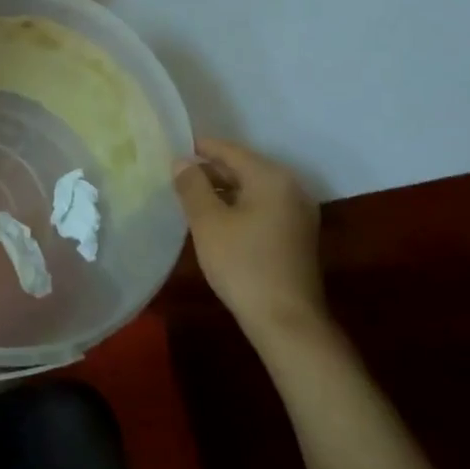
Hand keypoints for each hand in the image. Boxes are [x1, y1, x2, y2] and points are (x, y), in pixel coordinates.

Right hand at [174, 138, 324, 333]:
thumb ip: (192, 186)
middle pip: (243, 167)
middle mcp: (290, 187)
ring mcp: (297, 212)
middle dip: (210, 170)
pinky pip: (262, 206)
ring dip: (223, 190)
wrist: (286, 321)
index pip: (229, 150)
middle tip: (176, 176)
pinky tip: (216, 219)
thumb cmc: (243, 264)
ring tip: (190, 197)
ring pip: (252, 188)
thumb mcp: (208, 222)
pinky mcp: (297, 234)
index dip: (199, 148)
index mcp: (271, 177)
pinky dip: (238, 206)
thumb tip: (182, 161)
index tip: (171, 149)